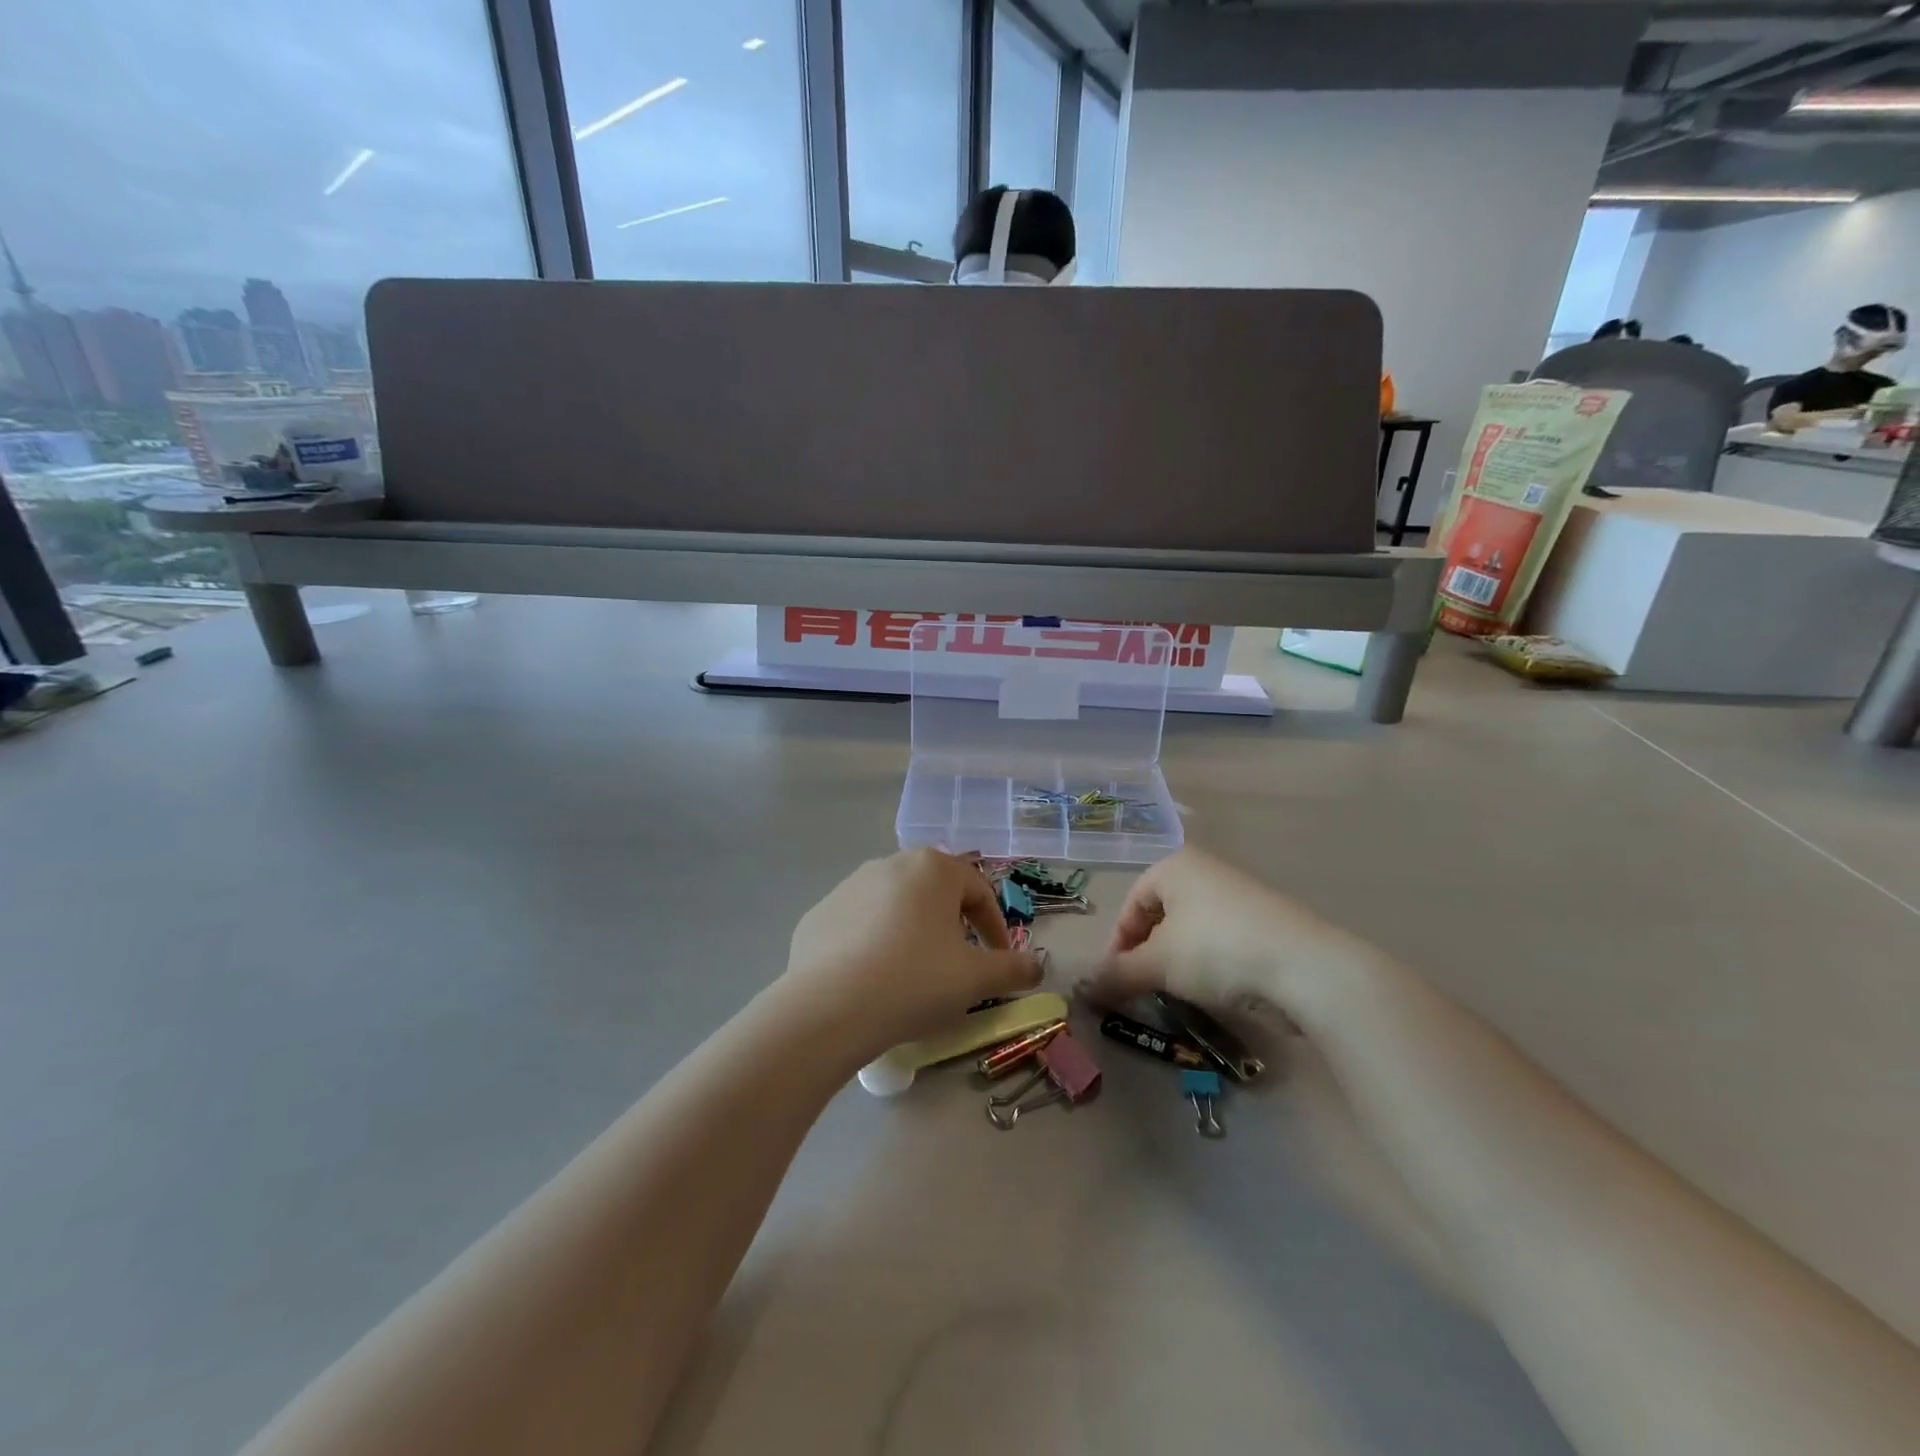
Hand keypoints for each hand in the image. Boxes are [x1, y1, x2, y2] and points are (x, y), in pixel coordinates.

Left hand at [783, 849, 1042, 1061]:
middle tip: (958, 962)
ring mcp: (849, 886)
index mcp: (933, 868)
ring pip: (895, 905)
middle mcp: (890, 864)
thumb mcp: (975, 979)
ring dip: (912, 931)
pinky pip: (858, 924)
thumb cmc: (915, 981)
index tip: (999, 959)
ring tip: (914, 972)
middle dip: (952, 923)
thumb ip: (1012, 968)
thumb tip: (1037, 966)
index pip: (978, 890)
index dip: (995, 926)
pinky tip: (873, 979)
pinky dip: (873, 943)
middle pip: (935, 891)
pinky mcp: (819, 913)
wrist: (829, 1008)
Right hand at [1085, 847, 1386, 1028]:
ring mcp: (1240, 894)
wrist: (1305, 968)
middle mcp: (1206, 870)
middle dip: (1146, 952)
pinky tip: (1213, 988)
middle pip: (1160, 914)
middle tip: (1143, 987)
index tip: (1115, 980)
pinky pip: (1221, 939)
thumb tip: (1082, 991)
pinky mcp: (1266, 921)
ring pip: (1191, 928)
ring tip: (1176, 992)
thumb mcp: (1157, 964)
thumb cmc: (1216, 950)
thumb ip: (1117, 975)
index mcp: (1175, 865)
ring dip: (1176, 960)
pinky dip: (1208, 962)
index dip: (1118, 943)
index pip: (1131, 903)